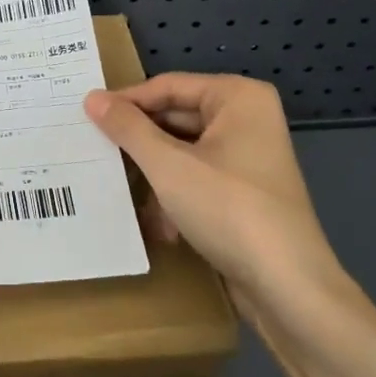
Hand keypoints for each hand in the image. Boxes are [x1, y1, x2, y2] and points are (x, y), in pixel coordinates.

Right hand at [84, 74, 366, 340]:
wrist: (289, 289)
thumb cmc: (229, 209)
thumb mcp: (168, 166)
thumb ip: (128, 128)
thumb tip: (92, 98)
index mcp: (238, 97)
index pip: (168, 87)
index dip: (126, 102)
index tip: (86, 116)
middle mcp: (248, 118)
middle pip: (176, 118)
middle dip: (140, 142)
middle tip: (93, 149)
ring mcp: (250, 157)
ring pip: (184, 152)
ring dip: (154, 174)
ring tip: (116, 186)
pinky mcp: (246, 193)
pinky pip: (199, 179)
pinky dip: (175, 196)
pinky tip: (156, 224)